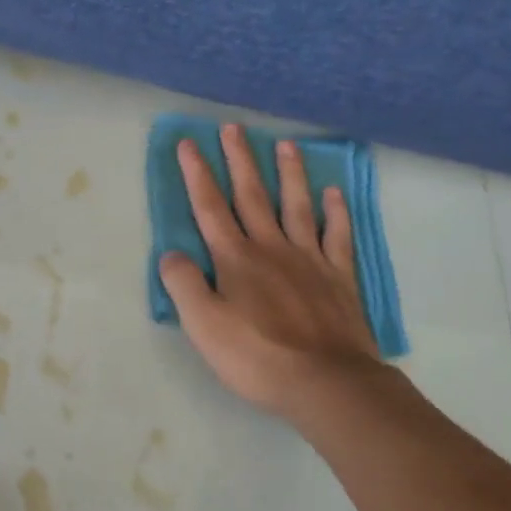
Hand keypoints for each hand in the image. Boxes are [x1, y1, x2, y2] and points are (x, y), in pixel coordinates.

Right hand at [159, 124, 384, 421]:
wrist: (327, 383)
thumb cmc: (257, 357)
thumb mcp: (203, 326)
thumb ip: (183, 284)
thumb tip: (171, 254)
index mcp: (235, 258)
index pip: (210, 207)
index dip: (197, 174)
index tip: (189, 143)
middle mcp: (271, 248)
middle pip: (252, 195)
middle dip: (239, 160)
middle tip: (233, 127)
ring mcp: (309, 259)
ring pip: (297, 205)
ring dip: (289, 173)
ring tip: (285, 144)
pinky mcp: (339, 277)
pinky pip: (337, 236)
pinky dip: (335, 212)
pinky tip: (334, 194)